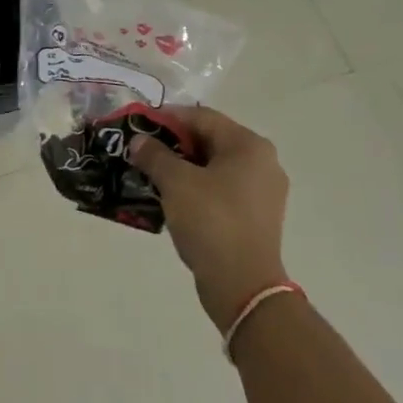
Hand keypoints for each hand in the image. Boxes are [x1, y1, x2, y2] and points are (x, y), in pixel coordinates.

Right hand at [131, 107, 289, 329]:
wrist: (242, 285)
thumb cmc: (211, 221)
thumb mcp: (175, 183)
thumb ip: (155, 155)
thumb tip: (139, 141)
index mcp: (249, 145)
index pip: (202, 117)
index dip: (167, 117)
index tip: (139, 126)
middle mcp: (262, 162)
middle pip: (210, 140)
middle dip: (174, 144)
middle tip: (142, 151)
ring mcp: (263, 191)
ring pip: (214, 166)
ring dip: (183, 168)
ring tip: (151, 175)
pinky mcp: (257, 216)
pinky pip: (222, 189)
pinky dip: (197, 188)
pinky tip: (172, 198)